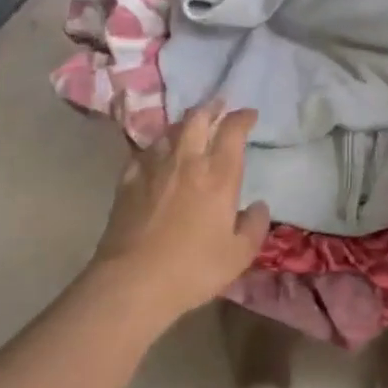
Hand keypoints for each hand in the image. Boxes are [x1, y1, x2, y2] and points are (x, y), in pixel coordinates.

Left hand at [90, 102, 271, 317]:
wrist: (133, 281)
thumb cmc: (194, 268)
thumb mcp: (239, 254)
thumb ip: (254, 226)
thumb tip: (259, 206)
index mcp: (218, 175)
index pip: (232, 130)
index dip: (242, 117)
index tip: (249, 115)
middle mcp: (186, 161)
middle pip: (197, 118)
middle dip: (210, 107)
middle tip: (218, 106)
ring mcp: (153, 167)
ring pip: (169, 131)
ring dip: (183, 124)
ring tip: (189, 128)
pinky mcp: (127, 181)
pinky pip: (144, 152)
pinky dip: (156, 148)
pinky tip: (157, 156)